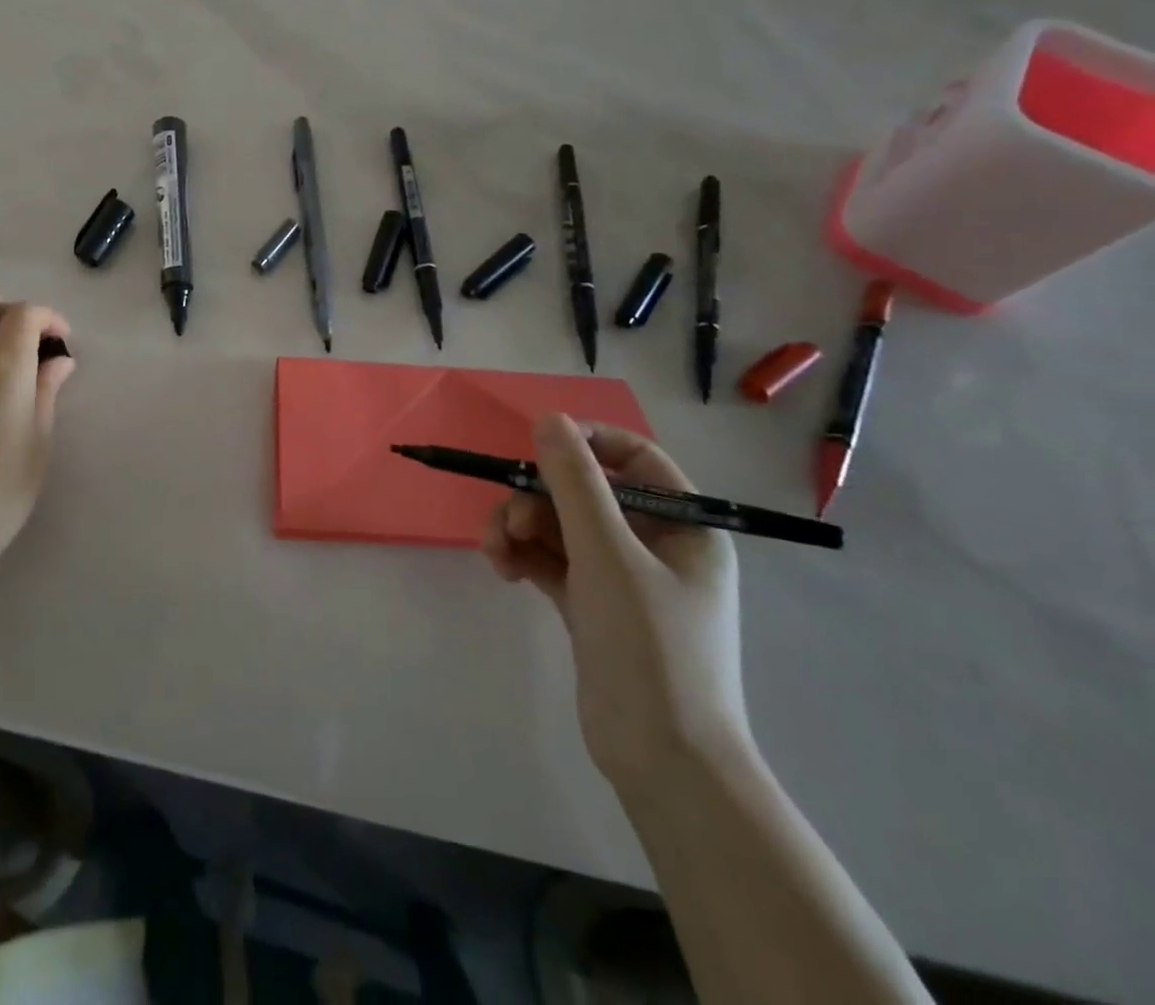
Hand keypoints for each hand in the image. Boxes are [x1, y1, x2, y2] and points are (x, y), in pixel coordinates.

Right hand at [483, 413, 748, 792]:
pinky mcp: (592, 605)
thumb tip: (548, 419)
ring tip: (497, 554)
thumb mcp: (607, 555)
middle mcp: (655, 544)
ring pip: (559, 526)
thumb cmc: (651, 648)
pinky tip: (503, 571)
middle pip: (584, 493)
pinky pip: (551, 560)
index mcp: (684, 526)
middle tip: (509, 524)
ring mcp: (621, 577)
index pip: (634, 459)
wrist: (662, 760)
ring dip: (521, 530)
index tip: (537, 445)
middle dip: (537, 500)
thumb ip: (574, 483)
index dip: (586, 443)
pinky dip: (524, 558)